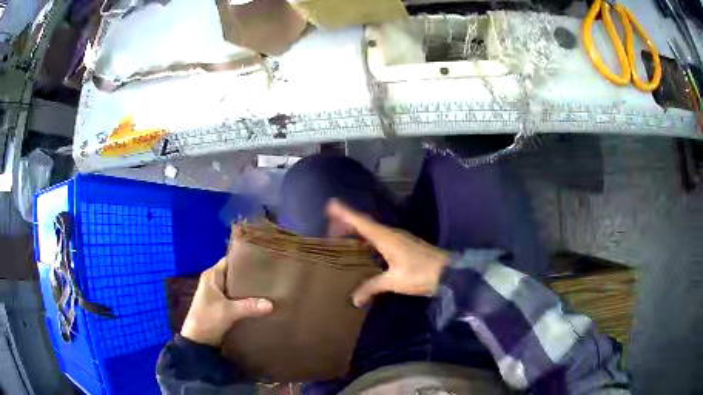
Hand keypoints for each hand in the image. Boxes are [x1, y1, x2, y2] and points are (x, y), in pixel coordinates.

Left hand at [180, 258, 272, 345]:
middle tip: (269, 276)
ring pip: (236, 287)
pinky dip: (245, 300)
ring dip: (248, 290)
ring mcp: (216, 294)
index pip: (230, 260)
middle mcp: (213, 282)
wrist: (198, 342)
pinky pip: (236, 298)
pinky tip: (259, 302)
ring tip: (268, 288)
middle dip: (249, 276)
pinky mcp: (220, 306)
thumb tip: (271, 304)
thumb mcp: (229, 312)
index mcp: (211, 276)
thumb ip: (249, 306)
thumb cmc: (208, 319)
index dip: (244, 260)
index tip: (262, 261)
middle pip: (234, 274)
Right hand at [326, 199, 449, 306]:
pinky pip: (379, 237)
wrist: (448, 272)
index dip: (345, 214)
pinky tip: (364, 248)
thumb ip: (373, 287)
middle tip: (330, 226)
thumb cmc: (421, 274)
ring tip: (342, 235)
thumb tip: (354, 299)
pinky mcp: (403, 244)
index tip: (331, 205)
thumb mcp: (395, 281)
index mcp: (386, 238)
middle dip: (347, 222)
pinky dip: (367, 238)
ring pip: (373, 230)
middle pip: (365, 223)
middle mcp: (391, 234)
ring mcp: (398, 238)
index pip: (362, 223)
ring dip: (357, 230)